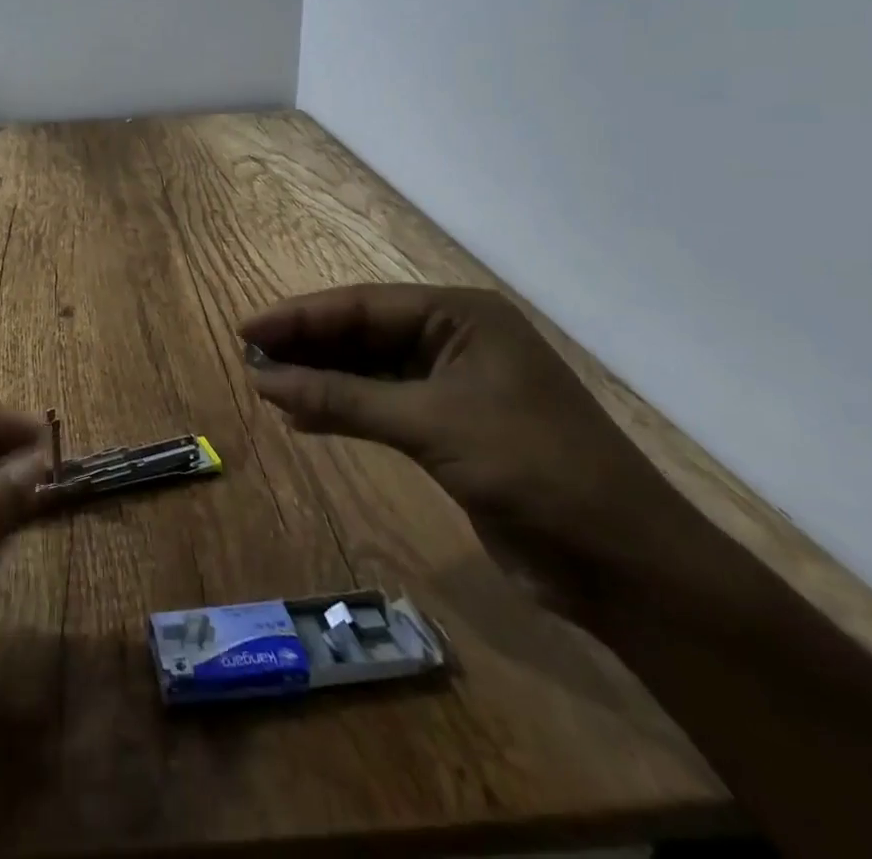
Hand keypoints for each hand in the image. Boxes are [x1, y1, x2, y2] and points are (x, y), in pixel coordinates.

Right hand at [242, 284, 696, 614]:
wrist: (624, 565)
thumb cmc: (532, 468)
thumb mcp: (430, 424)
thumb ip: (343, 398)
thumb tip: (264, 379)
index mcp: (461, 316)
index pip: (363, 306)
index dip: (301, 317)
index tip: (247, 329)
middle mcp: (455, 340)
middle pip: (363, 334)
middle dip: (307, 347)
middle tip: (250, 359)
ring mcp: (453, 386)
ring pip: (369, 371)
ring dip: (320, 379)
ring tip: (268, 387)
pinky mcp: (450, 430)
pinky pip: (381, 407)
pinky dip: (343, 410)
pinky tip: (303, 418)